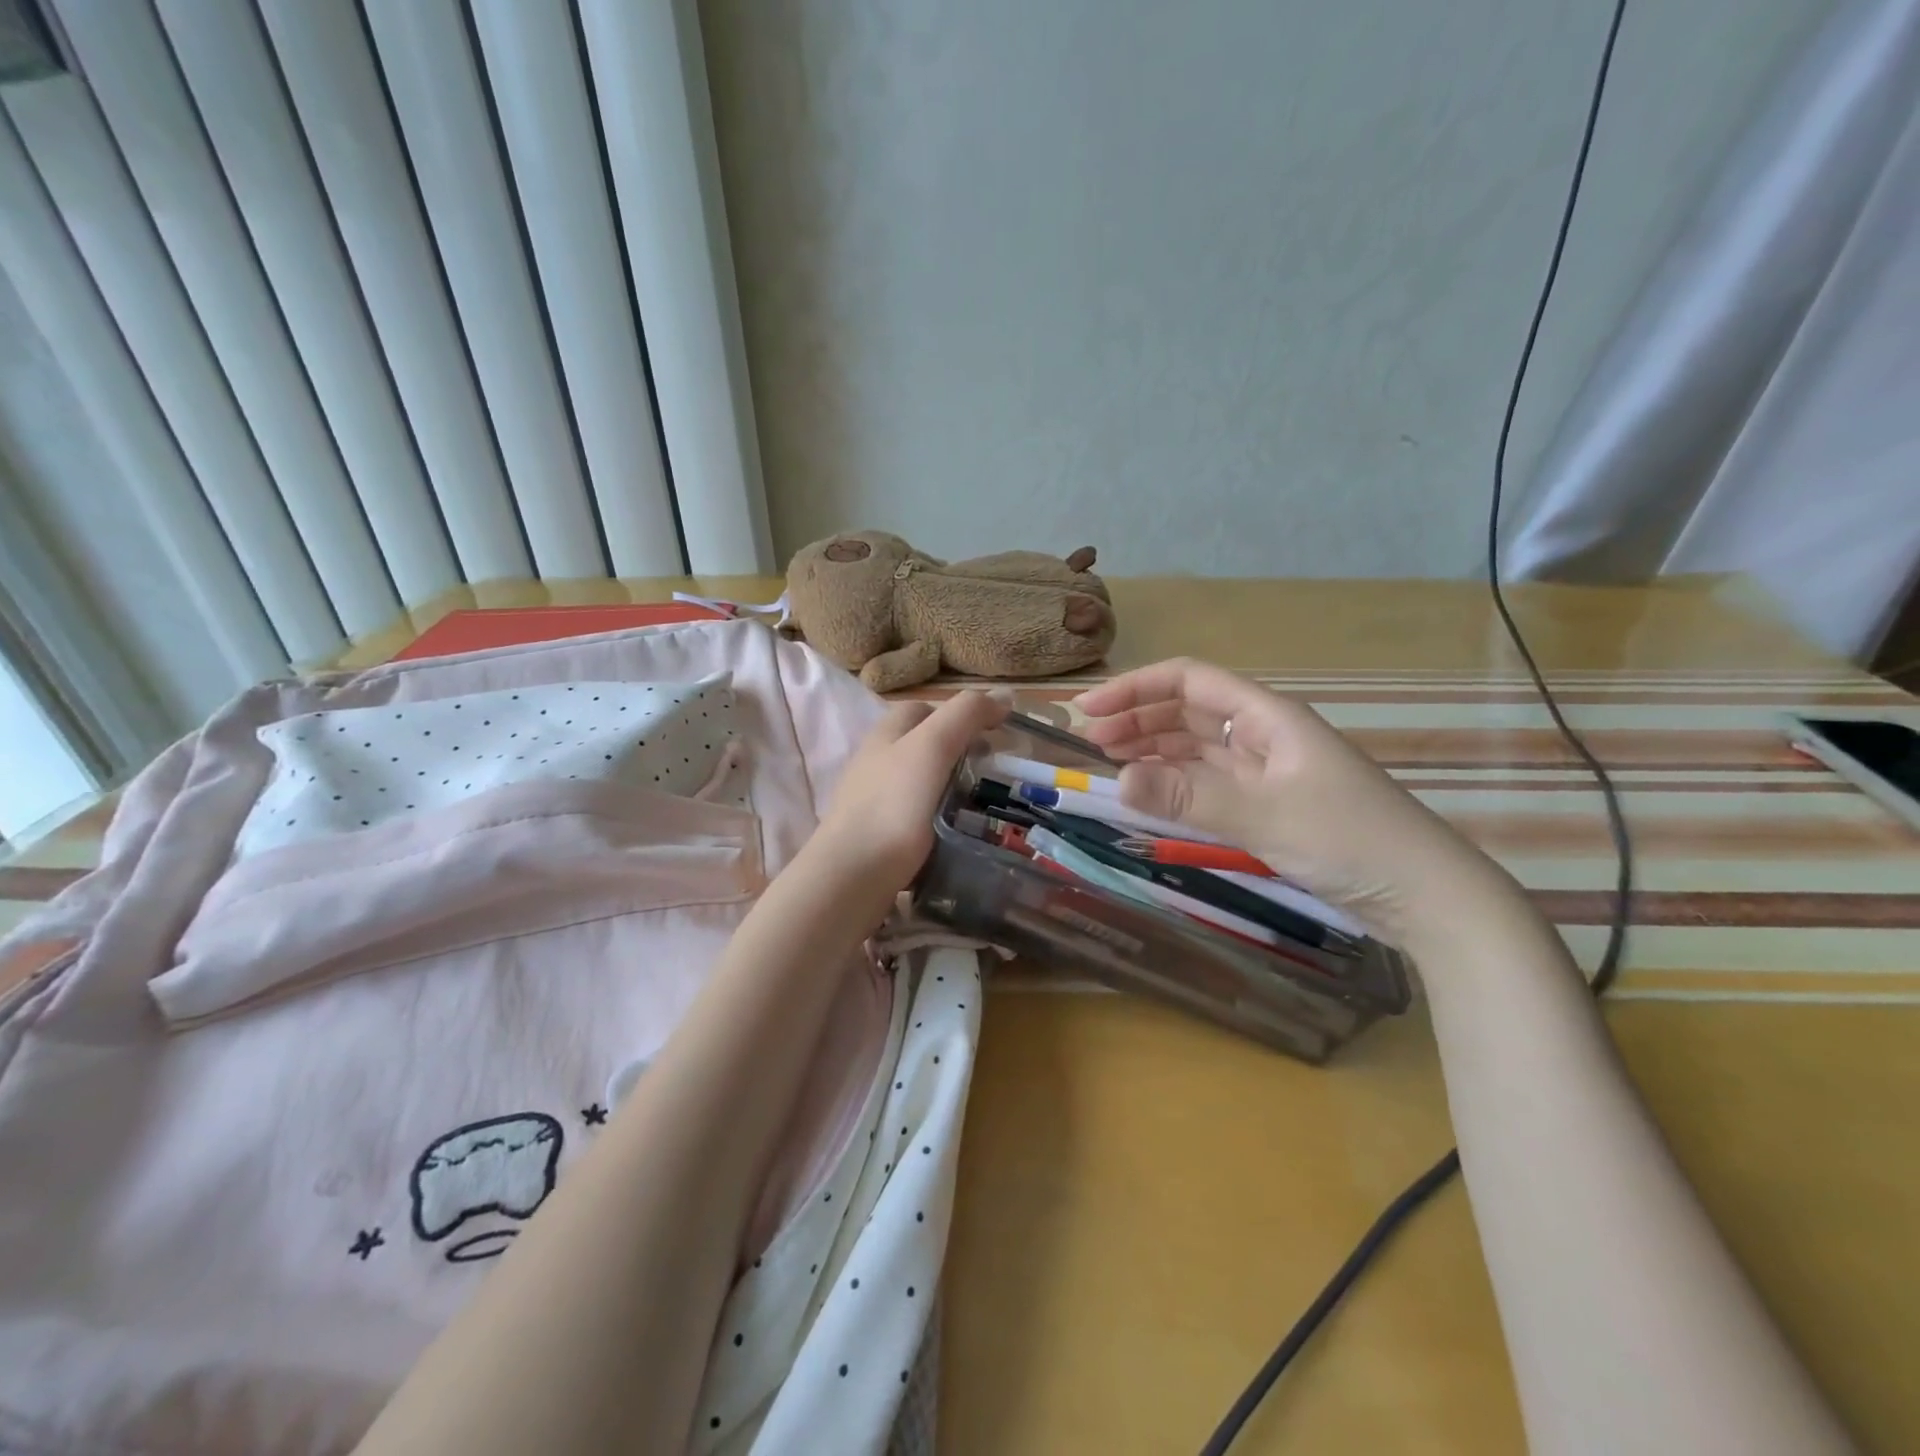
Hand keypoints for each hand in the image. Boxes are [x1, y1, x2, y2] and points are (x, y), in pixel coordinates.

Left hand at [807, 691, 1008, 903]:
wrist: (853, 876)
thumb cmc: (894, 805)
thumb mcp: (933, 746)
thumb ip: (966, 715)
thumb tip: (1004, 695)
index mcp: (886, 734)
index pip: (924, 709)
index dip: (961, 714)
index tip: (996, 735)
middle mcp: (875, 762)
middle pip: (921, 746)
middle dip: (957, 753)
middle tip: (992, 773)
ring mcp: (873, 801)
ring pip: (919, 783)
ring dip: (949, 788)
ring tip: (981, 805)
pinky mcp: (877, 837)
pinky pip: (915, 818)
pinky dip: (938, 820)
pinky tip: (954, 834)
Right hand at [1075, 659, 1536, 951]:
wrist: (1427, 896)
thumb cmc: (1351, 840)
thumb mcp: (1265, 816)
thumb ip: (1188, 797)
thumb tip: (1117, 780)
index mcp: (1269, 717)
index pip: (1190, 681)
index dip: (1136, 688)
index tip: (1089, 710)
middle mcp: (1264, 736)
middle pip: (1189, 711)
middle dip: (1138, 719)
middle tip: (1090, 744)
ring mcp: (1267, 772)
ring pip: (1196, 748)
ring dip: (1153, 750)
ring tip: (1110, 765)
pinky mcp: (1270, 806)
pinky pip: (1209, 784)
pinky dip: (1176, 785)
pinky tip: (1151, 795)